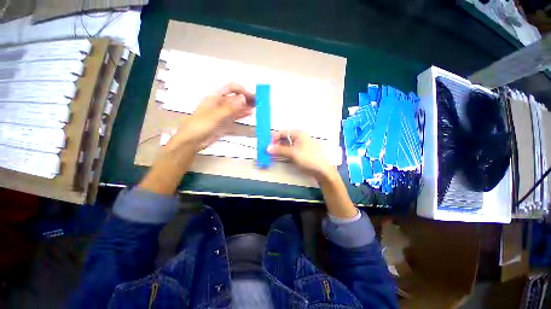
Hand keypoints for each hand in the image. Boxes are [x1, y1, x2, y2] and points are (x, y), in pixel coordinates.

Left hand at [168, 83, 253, 151]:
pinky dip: (241, 114)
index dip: (242, 90)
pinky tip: (249, 114)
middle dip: (246, 98)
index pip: (230, 88)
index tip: (252, 97)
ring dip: (245, 106)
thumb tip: (243, 98)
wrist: (192, 140)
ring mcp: (222, 113)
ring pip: (236, 107)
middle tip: (258, 103)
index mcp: (215, 97)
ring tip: (256, 108)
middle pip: (235, 98)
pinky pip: (234, 116)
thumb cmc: (201, 125)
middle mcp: (220, 103)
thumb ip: (230, 107)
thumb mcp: (216, 115)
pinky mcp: (224, 122)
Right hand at [267, 130, 333, 178]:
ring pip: (288, 144)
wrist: (322, 170)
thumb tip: (267, 148)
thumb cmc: (308, 159)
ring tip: (273, 154)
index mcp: (299, 134)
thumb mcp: (293, 153)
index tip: (268, 145)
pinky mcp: (302, 152)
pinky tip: (281, 156)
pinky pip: (291, 150)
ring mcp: (302, 145)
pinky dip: (285, 152)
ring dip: (280, 148)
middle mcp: (300, 138)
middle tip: (269, 150)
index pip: (283, 132)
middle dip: (276, 143)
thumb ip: (280, 150)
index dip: (275, 137)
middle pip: (285, 138)